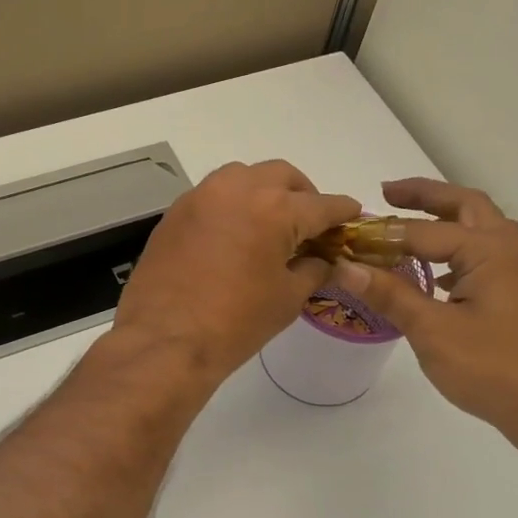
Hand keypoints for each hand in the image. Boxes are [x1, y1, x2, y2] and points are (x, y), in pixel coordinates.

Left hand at [111, 160, 359, 388]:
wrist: (165, 341)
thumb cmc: (235, 323)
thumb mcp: (287, 299)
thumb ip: (313, 270)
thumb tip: (324, 261)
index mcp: (274, 208)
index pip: (322, 204)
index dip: (342, 212)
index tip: (353, 216)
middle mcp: (237, 189)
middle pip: (282, 176)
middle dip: (303, 195)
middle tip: (310, 224)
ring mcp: (201, 197)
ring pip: (243, 176)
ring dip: (264, 192)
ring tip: (270, 224)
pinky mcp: (175, 212)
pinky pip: (213, 195)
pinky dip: (232, 205)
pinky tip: (234, 235)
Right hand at [333, 179, 517, 459]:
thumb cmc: (494, 367)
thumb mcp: (432, 330)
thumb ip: (391, 294)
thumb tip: (346, 267)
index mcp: (490, 250)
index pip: (425, 232)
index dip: (383, 235)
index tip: (347, 237)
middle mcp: (510, 250)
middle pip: (466, 206)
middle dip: (426, 197)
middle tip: (388, 193)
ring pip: (481, 230)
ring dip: (446, 221)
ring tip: (409, 228)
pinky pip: (486, 257)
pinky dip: (458, 253)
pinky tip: (436, 277)